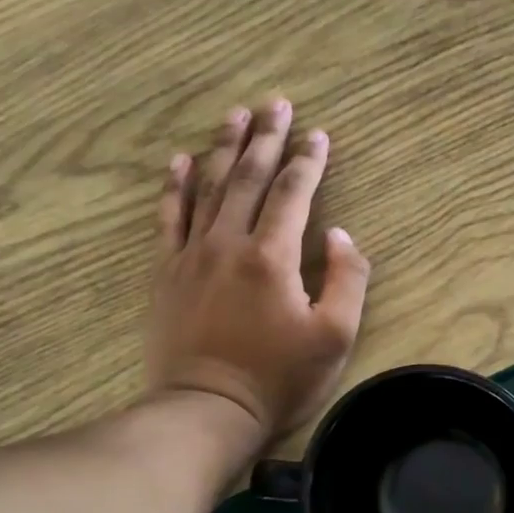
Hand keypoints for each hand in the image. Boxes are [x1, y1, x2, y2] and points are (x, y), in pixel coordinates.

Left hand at [146, 98, 369, 440]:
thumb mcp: (335, 337)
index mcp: (273, 257)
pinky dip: (174, 186)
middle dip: (265, 138)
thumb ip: (347, 280)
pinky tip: (180, 161)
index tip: (318, 133)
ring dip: (223, 148)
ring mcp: (192, 255)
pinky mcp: (166, 273)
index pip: (292, 194)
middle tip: (276, 103)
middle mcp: (229, 243)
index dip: (308, 161)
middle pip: (248, 177)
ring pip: (208, 188)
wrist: (207, 409)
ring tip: (234, 115)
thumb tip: (340, 235)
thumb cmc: (279, 378)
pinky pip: (168, 218)